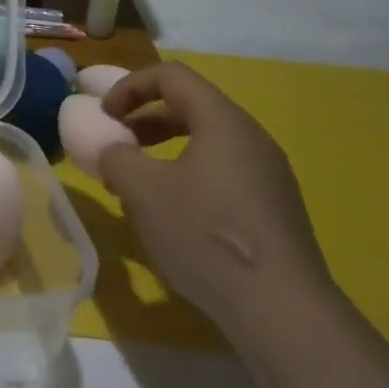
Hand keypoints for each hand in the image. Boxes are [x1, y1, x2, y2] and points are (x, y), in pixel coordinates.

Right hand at [99, 62, 332, 346]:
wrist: (283, 312)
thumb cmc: (207, 236)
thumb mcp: (144, 192)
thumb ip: (115, 157)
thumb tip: (109, 148)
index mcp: (223, 120)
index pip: (172, 75)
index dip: (130, 85)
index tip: (104, 114)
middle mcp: (251, 137)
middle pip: (191, 105)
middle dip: (146, 117)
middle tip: (117, 141)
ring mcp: (268, 174)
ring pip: (208, 142)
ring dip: (165, 149)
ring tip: (139, 181)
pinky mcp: (275, 208)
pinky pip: (224, 172)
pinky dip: (190, 175)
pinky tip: (174, 215)